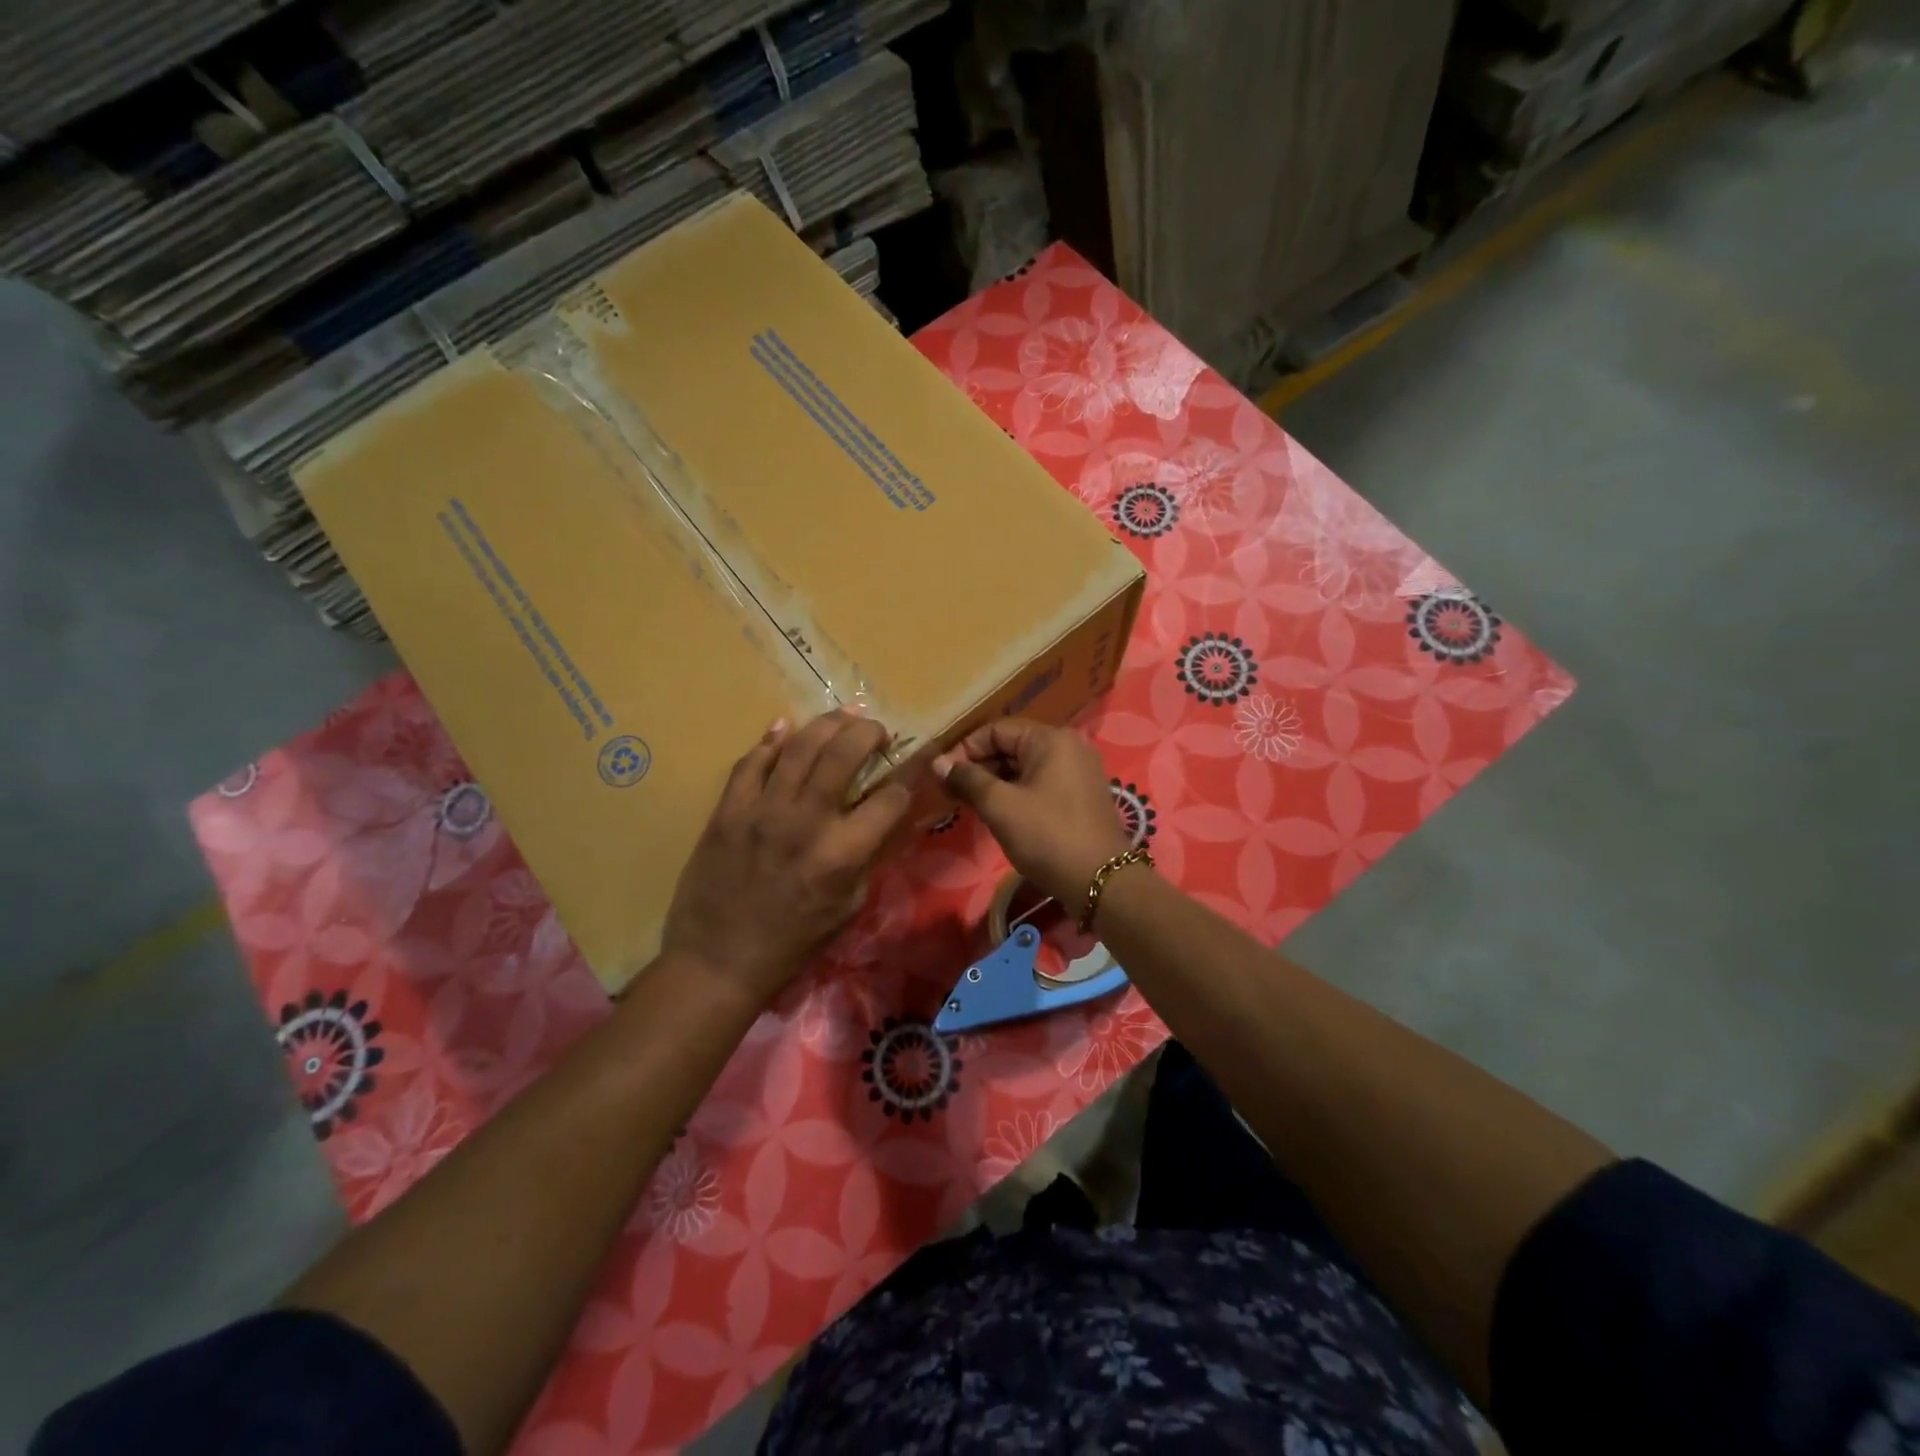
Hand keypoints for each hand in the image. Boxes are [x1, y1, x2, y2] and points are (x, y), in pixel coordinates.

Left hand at [663, 709, 911, 1006]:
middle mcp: (806, 822)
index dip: (909, 778)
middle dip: (868, 732)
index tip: (913, 765)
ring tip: (842, 717)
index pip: (890, 798)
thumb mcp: (848, 908)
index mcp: (842, 854)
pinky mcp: (728, 811)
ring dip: (826, 724)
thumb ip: (867, 858)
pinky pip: (750, 763)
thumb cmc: (792, 943)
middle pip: (843, 753)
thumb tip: (880, 818)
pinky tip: (784, 728)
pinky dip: (770, 741)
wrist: (718, 960)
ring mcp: (762, 811)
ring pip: (799, 747)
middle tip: (877, 730)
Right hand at [932, 718, 1132, 905]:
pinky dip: (1018, 793)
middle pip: (1012, 746)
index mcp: (1051, 739)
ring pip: (1026, 767)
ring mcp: (1080, 770)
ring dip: (997, 782)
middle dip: (980, 767)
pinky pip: (1042, 783)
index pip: (996, 730)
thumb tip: (938, 763)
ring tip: (972, 805)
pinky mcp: (1082, 795)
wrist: (1101, 882)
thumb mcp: (1000, 806)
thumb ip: (968, 779)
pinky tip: (1000, 813)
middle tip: (952, 794)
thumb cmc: (1047, 836)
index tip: (942, 777)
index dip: (965, 750)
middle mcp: (1069, 746)